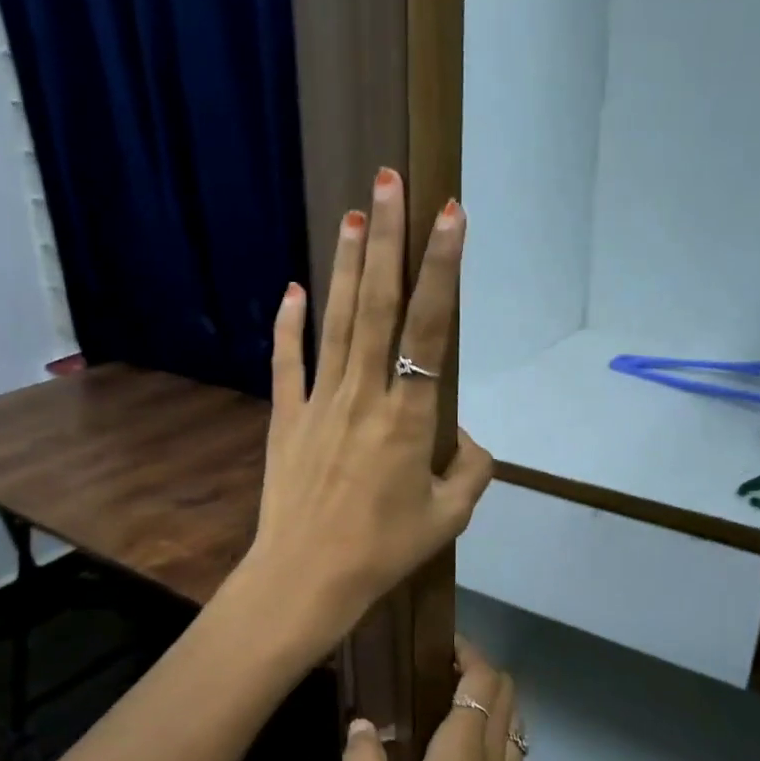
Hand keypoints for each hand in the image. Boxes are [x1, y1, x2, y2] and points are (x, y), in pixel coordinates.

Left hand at [243, 167, 492, 642]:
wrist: (306, 579)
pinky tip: (290, 289)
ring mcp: (320, 402)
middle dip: (387, 240)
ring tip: (354, 214)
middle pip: (379, 305)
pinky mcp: (287, 418)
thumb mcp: (449, 518)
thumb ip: (472, 471)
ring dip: (347, 266)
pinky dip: (287, 326)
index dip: (443, 269)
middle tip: (388, 181)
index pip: (432, 328)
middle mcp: (365, 394)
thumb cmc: (383, 552)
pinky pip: (287, 363)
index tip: (450, 215)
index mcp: (409, 417)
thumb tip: (469, 441)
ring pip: (336, 322)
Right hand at [343, 637, 531, 760]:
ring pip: (514, 718)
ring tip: (447, 705)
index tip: (439, 643)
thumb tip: (361, 723)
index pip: (484, 678)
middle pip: (507, 690)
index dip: (468, 651)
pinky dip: (494, 730)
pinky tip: (460, 754)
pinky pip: (512, 748)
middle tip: (437, 671)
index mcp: (464, 748)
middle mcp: (496, 755)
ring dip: (490, 699)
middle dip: (479, 669)